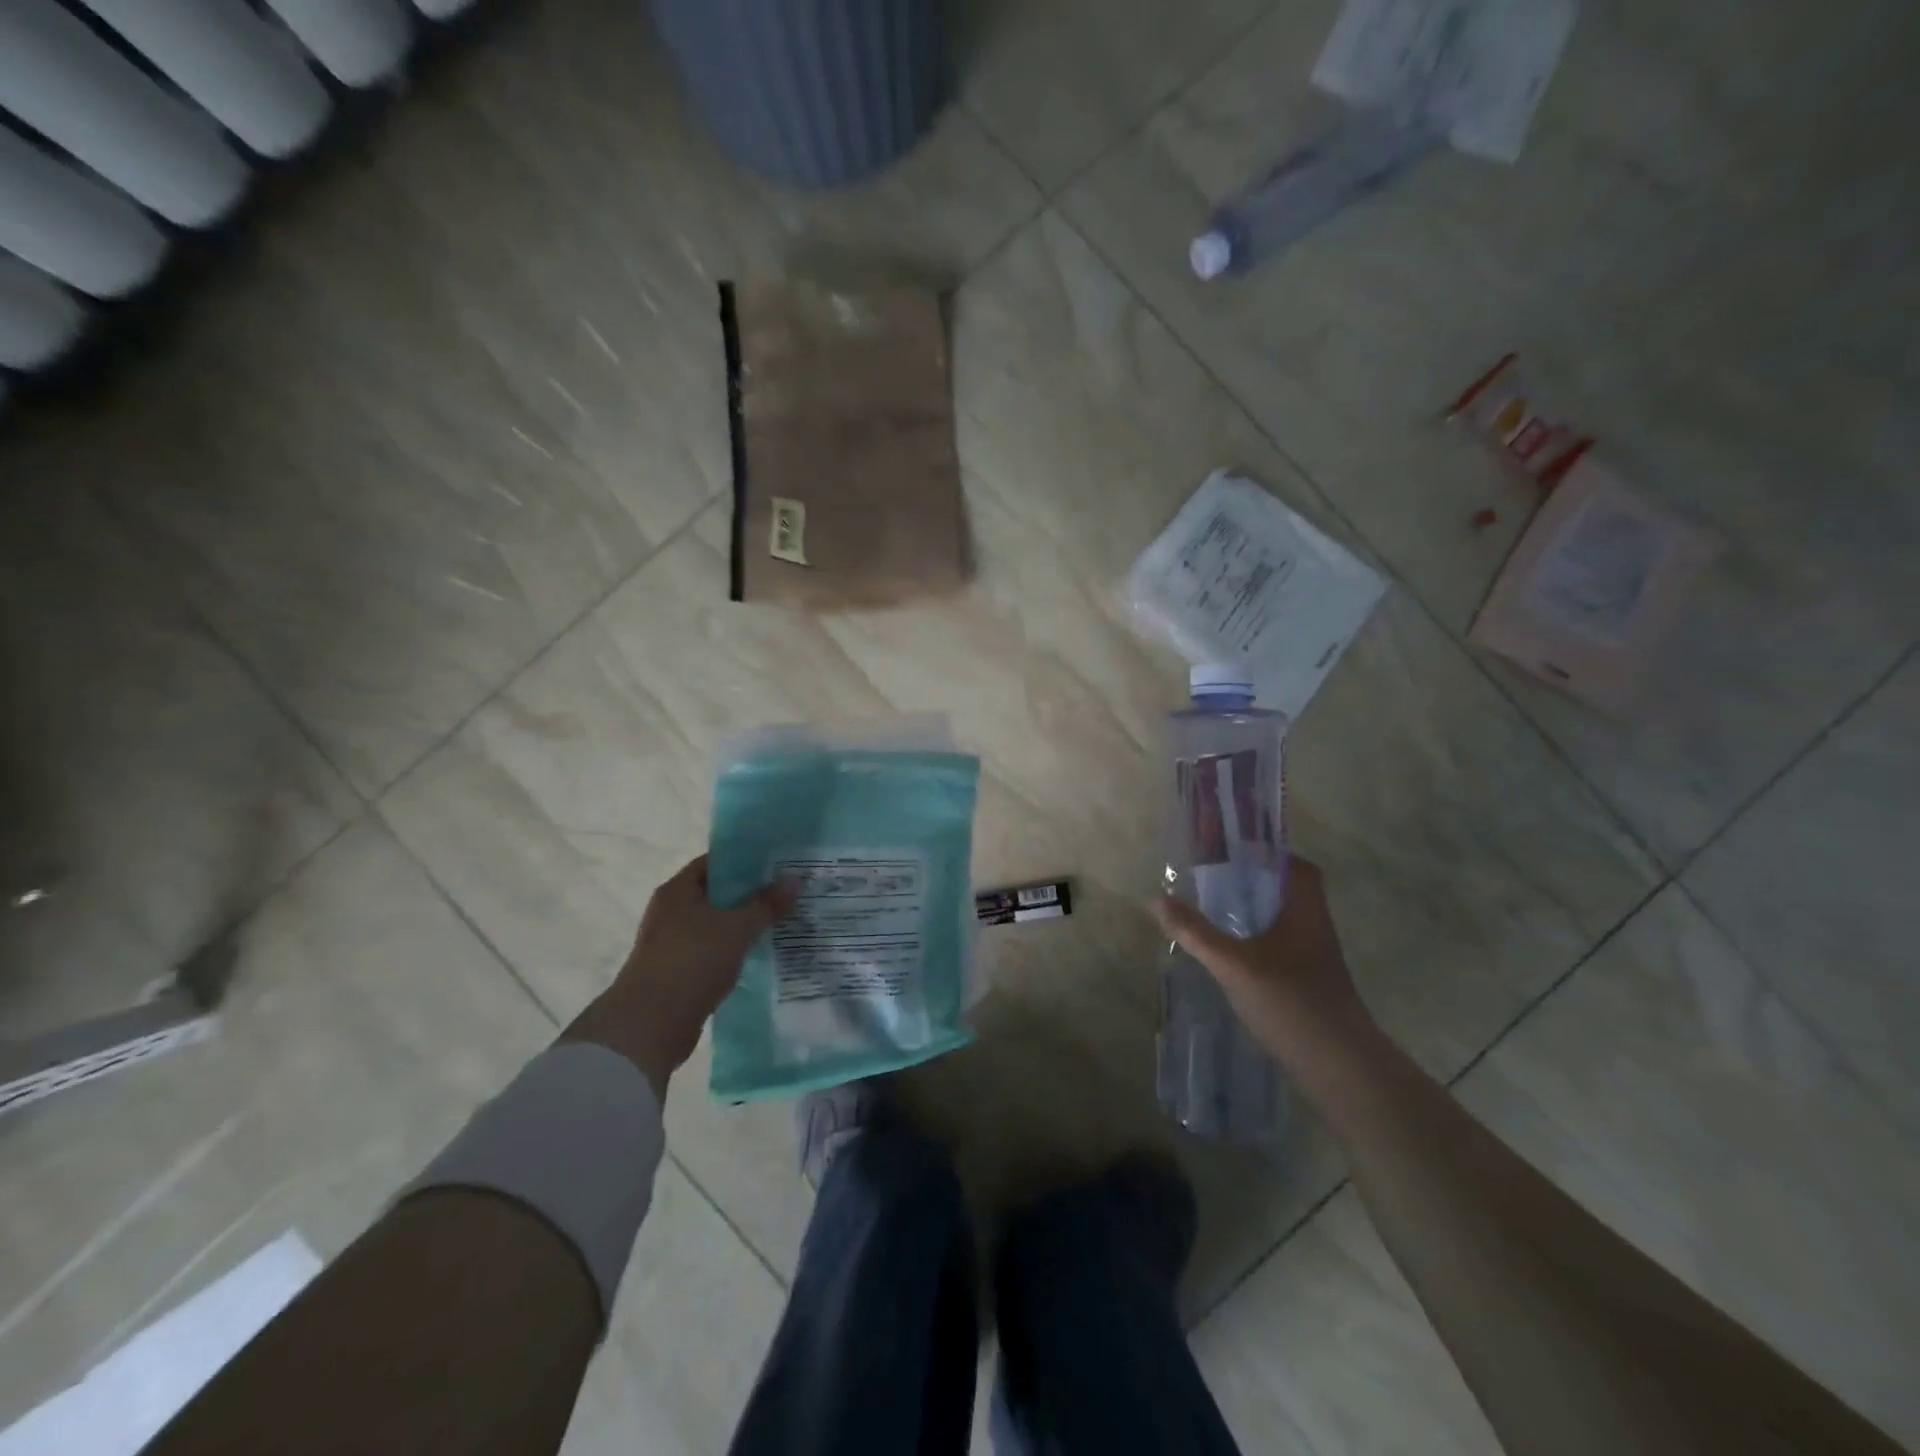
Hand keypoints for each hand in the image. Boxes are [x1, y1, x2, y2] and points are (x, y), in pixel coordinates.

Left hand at [564, 856, 794, 1098]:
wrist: (650, 1025)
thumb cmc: (691, 962)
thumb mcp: (737, 928)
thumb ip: (767, 904)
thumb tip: (795, 879)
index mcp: (678, 890)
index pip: (716, 862)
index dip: (747, 861)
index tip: (778, 864)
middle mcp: (671, 911)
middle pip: (717, 893)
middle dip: (751, 894)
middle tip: (787, 893)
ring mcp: (672, 943)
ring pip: (717, 924)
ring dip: (744, 925)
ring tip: (782, 922)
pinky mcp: (678, 971)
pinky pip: (712, 951)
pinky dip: (734, 950)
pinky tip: (761, 954)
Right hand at [1154, 857, 1380, 1094]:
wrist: (1340, 1068)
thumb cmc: (1292, 1003)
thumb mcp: (1235, 964)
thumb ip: (1196, 932)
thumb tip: (1157, 899)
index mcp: (1305, 911)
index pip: (1296, 867)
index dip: (1268, 853)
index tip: (1232, 850)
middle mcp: (1314, 928)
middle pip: (1285, 891)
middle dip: (1251, 882)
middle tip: (1212, 878)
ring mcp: (1312, 958)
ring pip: (1281, 921)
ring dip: (1252, 912)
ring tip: (1212, 909)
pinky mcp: (1306, 984)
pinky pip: (1278, 946)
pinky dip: (1254, 940)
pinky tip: (1228, 952)